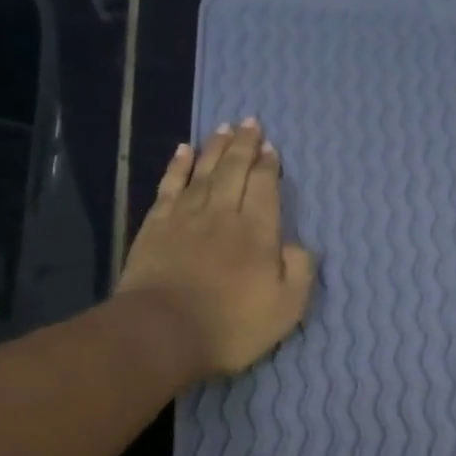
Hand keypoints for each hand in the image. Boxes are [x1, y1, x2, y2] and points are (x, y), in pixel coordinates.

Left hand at [117, 119, 316, 378]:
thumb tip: (297, 245)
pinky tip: (183, 151)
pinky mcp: (156, 226)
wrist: (163, 332)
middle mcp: (223, 214)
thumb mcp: (286, 309)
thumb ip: (299, 271)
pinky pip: (170, 186)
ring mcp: (186, 217)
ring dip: (215, 147)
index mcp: (257, 232)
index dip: (269, 166)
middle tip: (250, 122)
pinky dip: (178, 166)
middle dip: (244, 145)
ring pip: (203, 171)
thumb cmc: (231, 326)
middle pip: (235, 170)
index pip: (265, 187)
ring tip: (224, 127)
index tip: (271, 148)